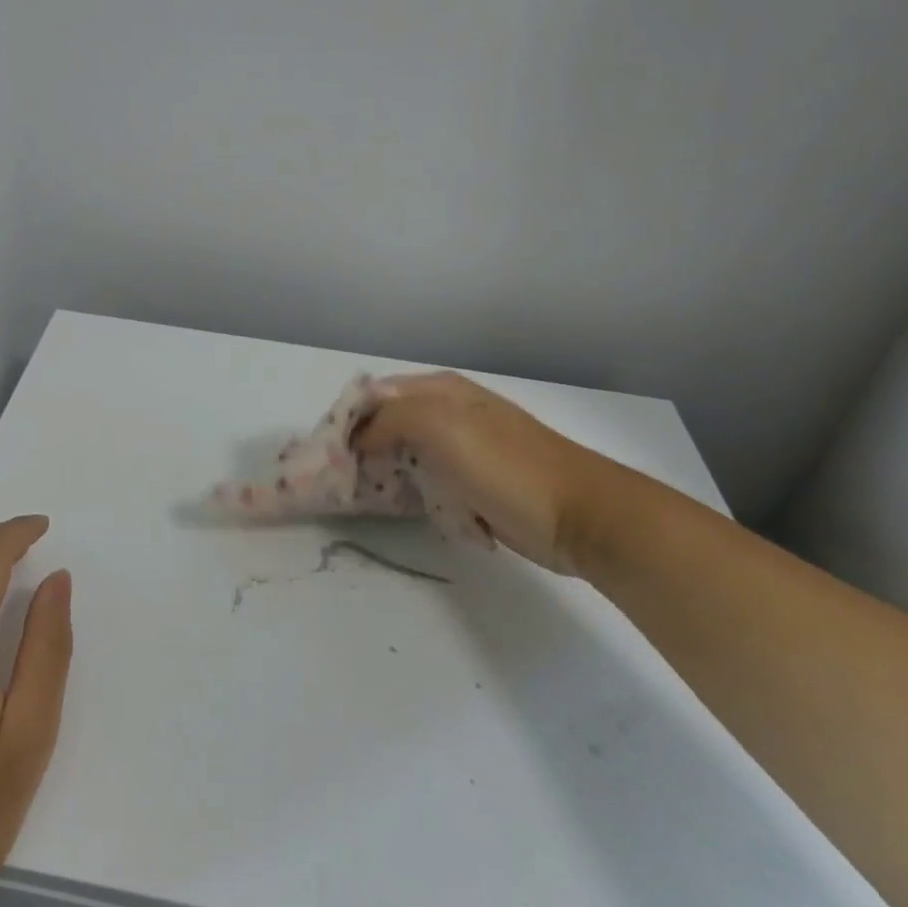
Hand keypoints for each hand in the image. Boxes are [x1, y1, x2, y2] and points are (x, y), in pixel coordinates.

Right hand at [354, 372, 619, 575]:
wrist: (581, 516)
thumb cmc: (507, 466)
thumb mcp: (440, 425)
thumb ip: (389, 420)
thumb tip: (358, 439)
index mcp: (439, 390)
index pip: (374, 395)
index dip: (348, 420)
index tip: (326, 452)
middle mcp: (446, 413)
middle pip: (386, 426)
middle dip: (361, 449)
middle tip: (340, 480)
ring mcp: (461, 450)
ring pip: (403, 457)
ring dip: (384, 475)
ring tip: (364, 498)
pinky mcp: (472, 485)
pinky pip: (426, 484)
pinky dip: (411, 495)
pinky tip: (405, 509)